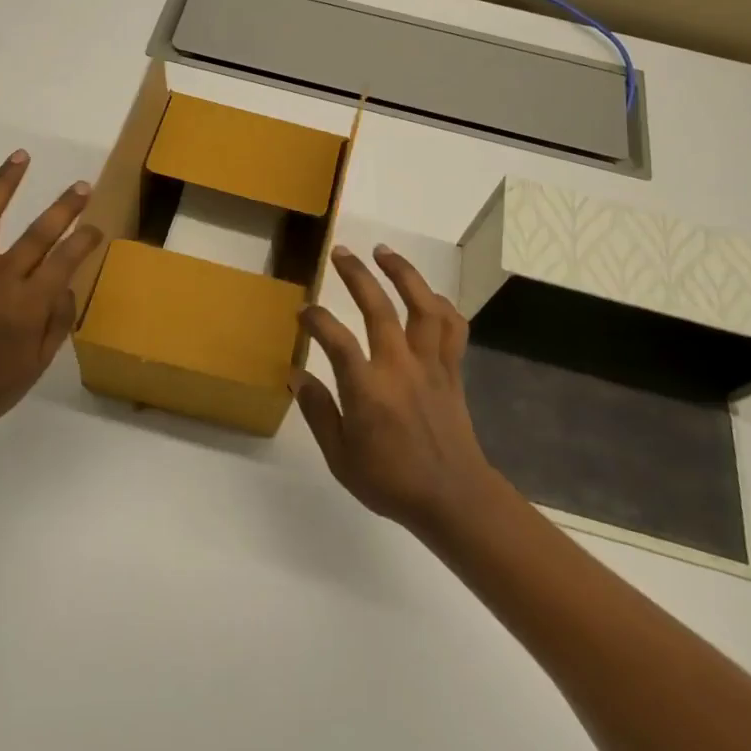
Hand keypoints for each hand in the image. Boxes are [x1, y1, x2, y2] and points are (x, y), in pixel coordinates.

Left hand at [0, 151, 102, 450]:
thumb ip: (59, 319)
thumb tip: (66, 282)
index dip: (85, 241)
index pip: (65, 260)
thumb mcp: (38, 362)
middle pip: (38, 233)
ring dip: (7, 183)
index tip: (96, 229)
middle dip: (65, 207)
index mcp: (27, 306)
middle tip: (82, 187)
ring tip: (22, 156)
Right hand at [293, 245, 500, 536]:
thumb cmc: (390, 481)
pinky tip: (428, 295)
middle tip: (340, 252)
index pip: (335, 339)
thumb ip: (318, 411)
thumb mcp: (340, 457)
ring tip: (384, 252)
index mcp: (368, 389)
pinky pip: (452, 328)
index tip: (303, 312)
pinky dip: (442, 305)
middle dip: (356, 275)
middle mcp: (399, 366)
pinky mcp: (452, 370)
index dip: (315, 319)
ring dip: (403, 274)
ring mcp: (430, 364)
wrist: (453, 498)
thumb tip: (297, 375)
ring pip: (422, 306)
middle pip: (378, 307)